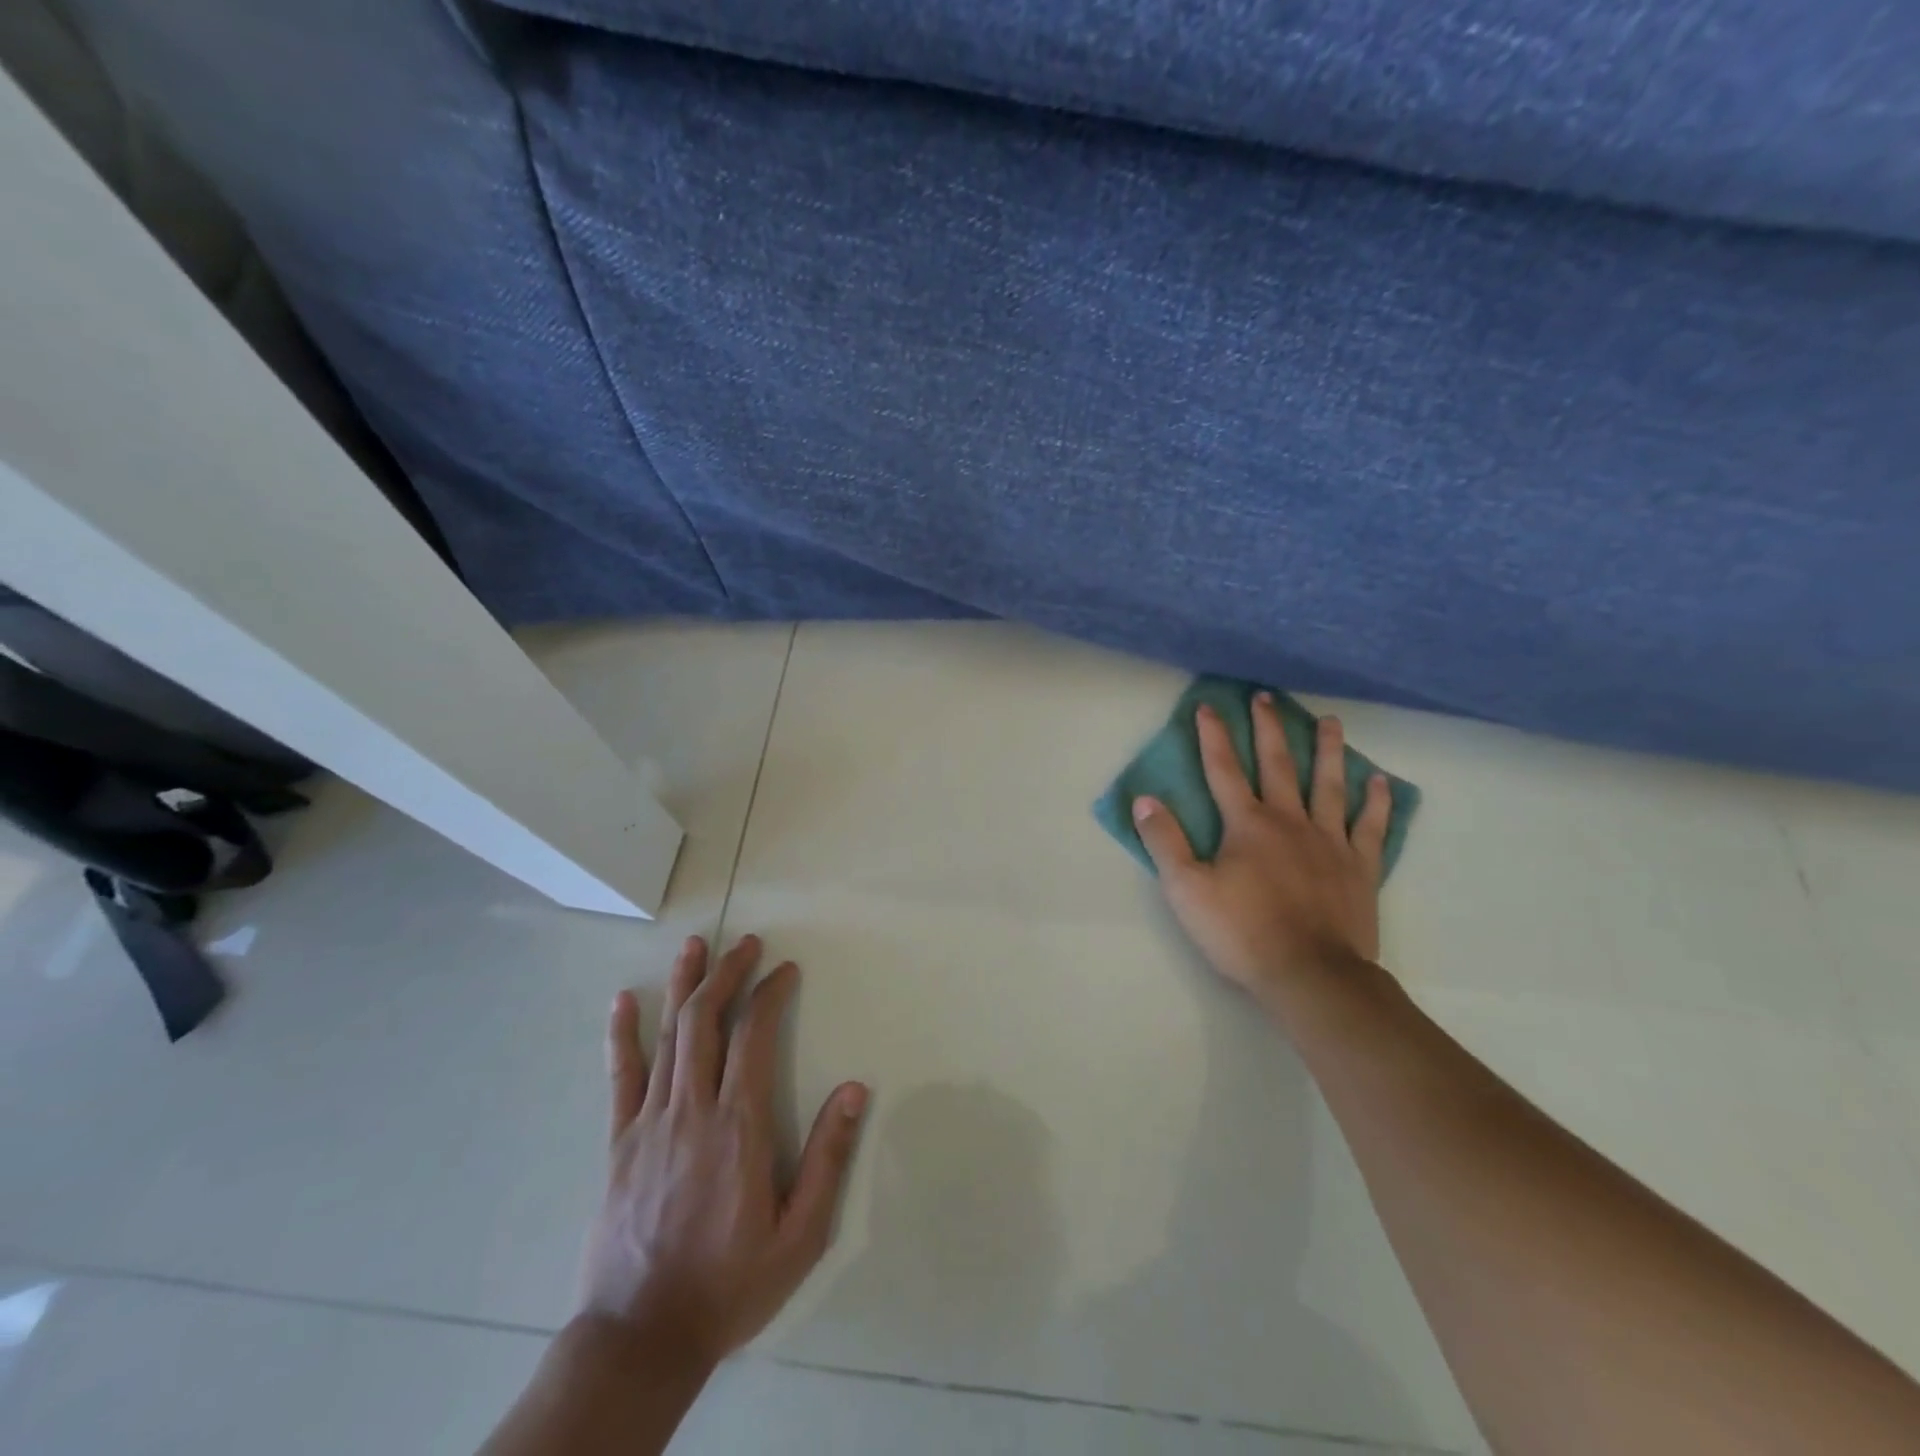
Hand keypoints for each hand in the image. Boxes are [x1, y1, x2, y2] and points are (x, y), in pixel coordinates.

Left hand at [580, 935, 868, 1371]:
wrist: (641, 1339)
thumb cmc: (730, 1284)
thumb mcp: (800, 1234)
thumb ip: (828, 1158)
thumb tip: (855, 1089)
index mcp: (738, 1126)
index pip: (753, 1036)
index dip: (769, 993)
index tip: (785, 970)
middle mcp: (692, 1110)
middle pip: (706, 1021)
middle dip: (727, 973)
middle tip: (746, 943)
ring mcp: (649, 1123)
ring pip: (666, 1036)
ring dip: (682, 985)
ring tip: (695, 945)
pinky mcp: (618, 1143)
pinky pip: (620, 1077)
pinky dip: (621, 1034)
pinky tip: (623, 1000)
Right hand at [1132, 695, 1389, 1010]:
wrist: (1311, 975)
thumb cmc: (1242, 932)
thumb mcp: (1186, 890)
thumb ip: (1164, 841)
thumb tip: (1144, 799)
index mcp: (1246, 825)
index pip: (1223, 770)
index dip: (1212, 737)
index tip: (1207, 706)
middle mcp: (1289, 821)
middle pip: (1277, 764)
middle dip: (1268, 728)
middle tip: (1266, 697)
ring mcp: (1330, 841)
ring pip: (1329, 784)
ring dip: (1328, 750)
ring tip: (1330, 721)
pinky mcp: (1359, 866)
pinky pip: (1370, 826)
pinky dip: (1376, 802)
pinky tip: (1379, 781)